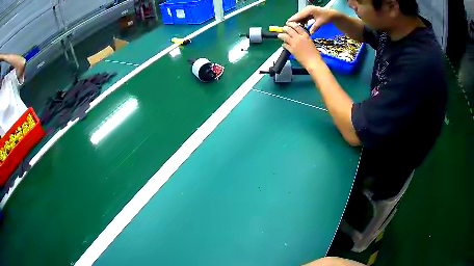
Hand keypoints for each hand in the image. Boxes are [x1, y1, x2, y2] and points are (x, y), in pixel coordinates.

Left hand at [278, 22, 321, 68]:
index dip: (291, 24)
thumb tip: (298, 35)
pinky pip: (284, 45)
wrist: (313, 62)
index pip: (296, 26)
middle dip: (285, 28)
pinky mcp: (291, 50)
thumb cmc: (315, 53)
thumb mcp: (310, 42)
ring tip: (280, 35)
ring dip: (281, 35)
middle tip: (283, 29)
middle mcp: (299, 38)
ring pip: (284, 36)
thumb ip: (304, 37)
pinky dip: (283, 44)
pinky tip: (284, 45)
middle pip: (288, 29)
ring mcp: (294, 43)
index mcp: (305, 35)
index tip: (288, 24)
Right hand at [287, 6, 337, 33]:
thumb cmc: (327, 17)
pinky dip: (301, 21)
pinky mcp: (309, 13)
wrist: (332, 14)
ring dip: (297, 21)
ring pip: (300, 16)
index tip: (287, 23)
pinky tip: (300, 25)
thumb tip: (310, 33)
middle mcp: (307, 9)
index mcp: (309, 10)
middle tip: (288, 26)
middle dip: (294, 20)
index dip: (293, 19)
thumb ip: (315, 27)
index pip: (299, 15)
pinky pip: (303, 17)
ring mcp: (308, 11)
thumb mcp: (320, 23)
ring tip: (293, 27)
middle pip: (298, 15)